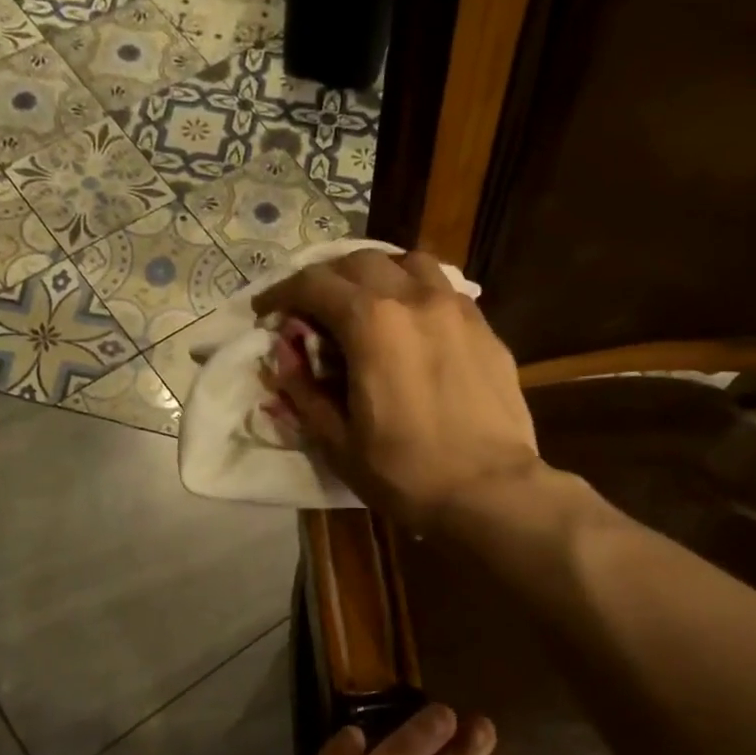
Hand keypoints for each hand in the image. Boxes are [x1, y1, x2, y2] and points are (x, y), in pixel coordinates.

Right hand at [253, 250, 539, 534]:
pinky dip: (415, 292)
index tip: (265, 310)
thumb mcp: (337, 440)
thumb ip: (303, 390)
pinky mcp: (485, 329)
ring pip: (409, 263)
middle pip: (360, 262)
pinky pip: (443, 289)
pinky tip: (412, 323)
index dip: (281, 292)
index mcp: (372, 323)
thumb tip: (283, 354)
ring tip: (365, 301)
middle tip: (310, 308)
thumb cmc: (405, 472)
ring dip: (376, 274)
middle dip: (326, 278)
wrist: (490, 492)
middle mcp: (415, 299)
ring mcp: (457, 309)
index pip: (315, 284)